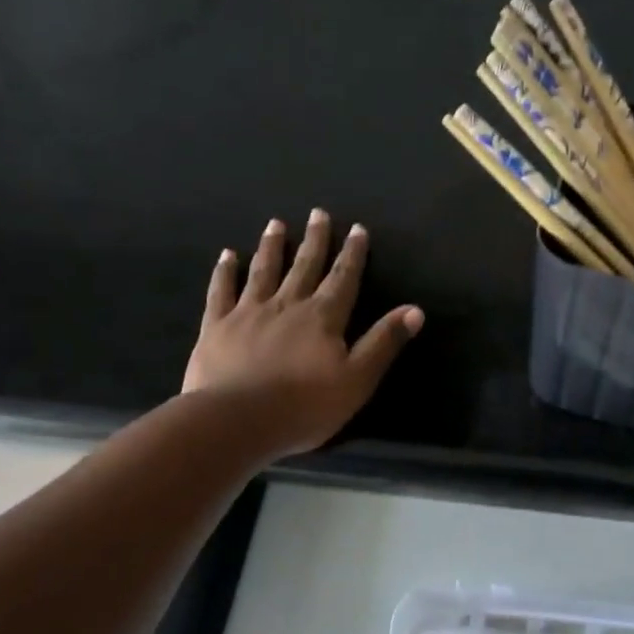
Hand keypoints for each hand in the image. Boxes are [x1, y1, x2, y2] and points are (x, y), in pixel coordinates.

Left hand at [183, 211, 422, 456]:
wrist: (237, 420)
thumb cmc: (305, 406)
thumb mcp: (357, 379)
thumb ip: (384, 342)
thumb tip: (415, 310)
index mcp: (323, 317)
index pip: (343, 278)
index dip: (352, 254)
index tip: (357, 229)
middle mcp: (288, 304)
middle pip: (305, 266)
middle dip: (315, 240)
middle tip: (318, 213)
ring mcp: (249, 312)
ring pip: (264, 271)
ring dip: (272, 247)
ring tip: (276, 224)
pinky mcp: (217, 326)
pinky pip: (222, 291)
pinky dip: (225, 272)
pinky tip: (227, 255)